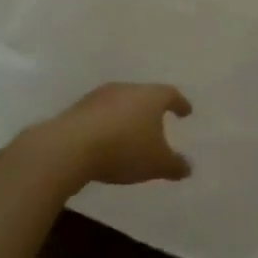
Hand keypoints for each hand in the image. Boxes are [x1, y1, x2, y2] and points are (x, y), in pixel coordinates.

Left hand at [36, 83, 192, 186]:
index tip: (186, 112)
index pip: (170, 95)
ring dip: (127, 117)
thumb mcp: (157, 164)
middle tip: (158, 123)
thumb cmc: (124, 149)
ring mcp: (99, 96)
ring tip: (131, 134)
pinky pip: (100, 115)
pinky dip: (107, 125)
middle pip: (144, 95)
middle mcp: (126, 89)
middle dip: (152, 110)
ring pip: (120, 103)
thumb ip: (175, 165)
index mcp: (150, 96)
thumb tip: (188, 167)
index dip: (180, 104)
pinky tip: (107, 141)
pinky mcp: (77, 109)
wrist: (70, 147)